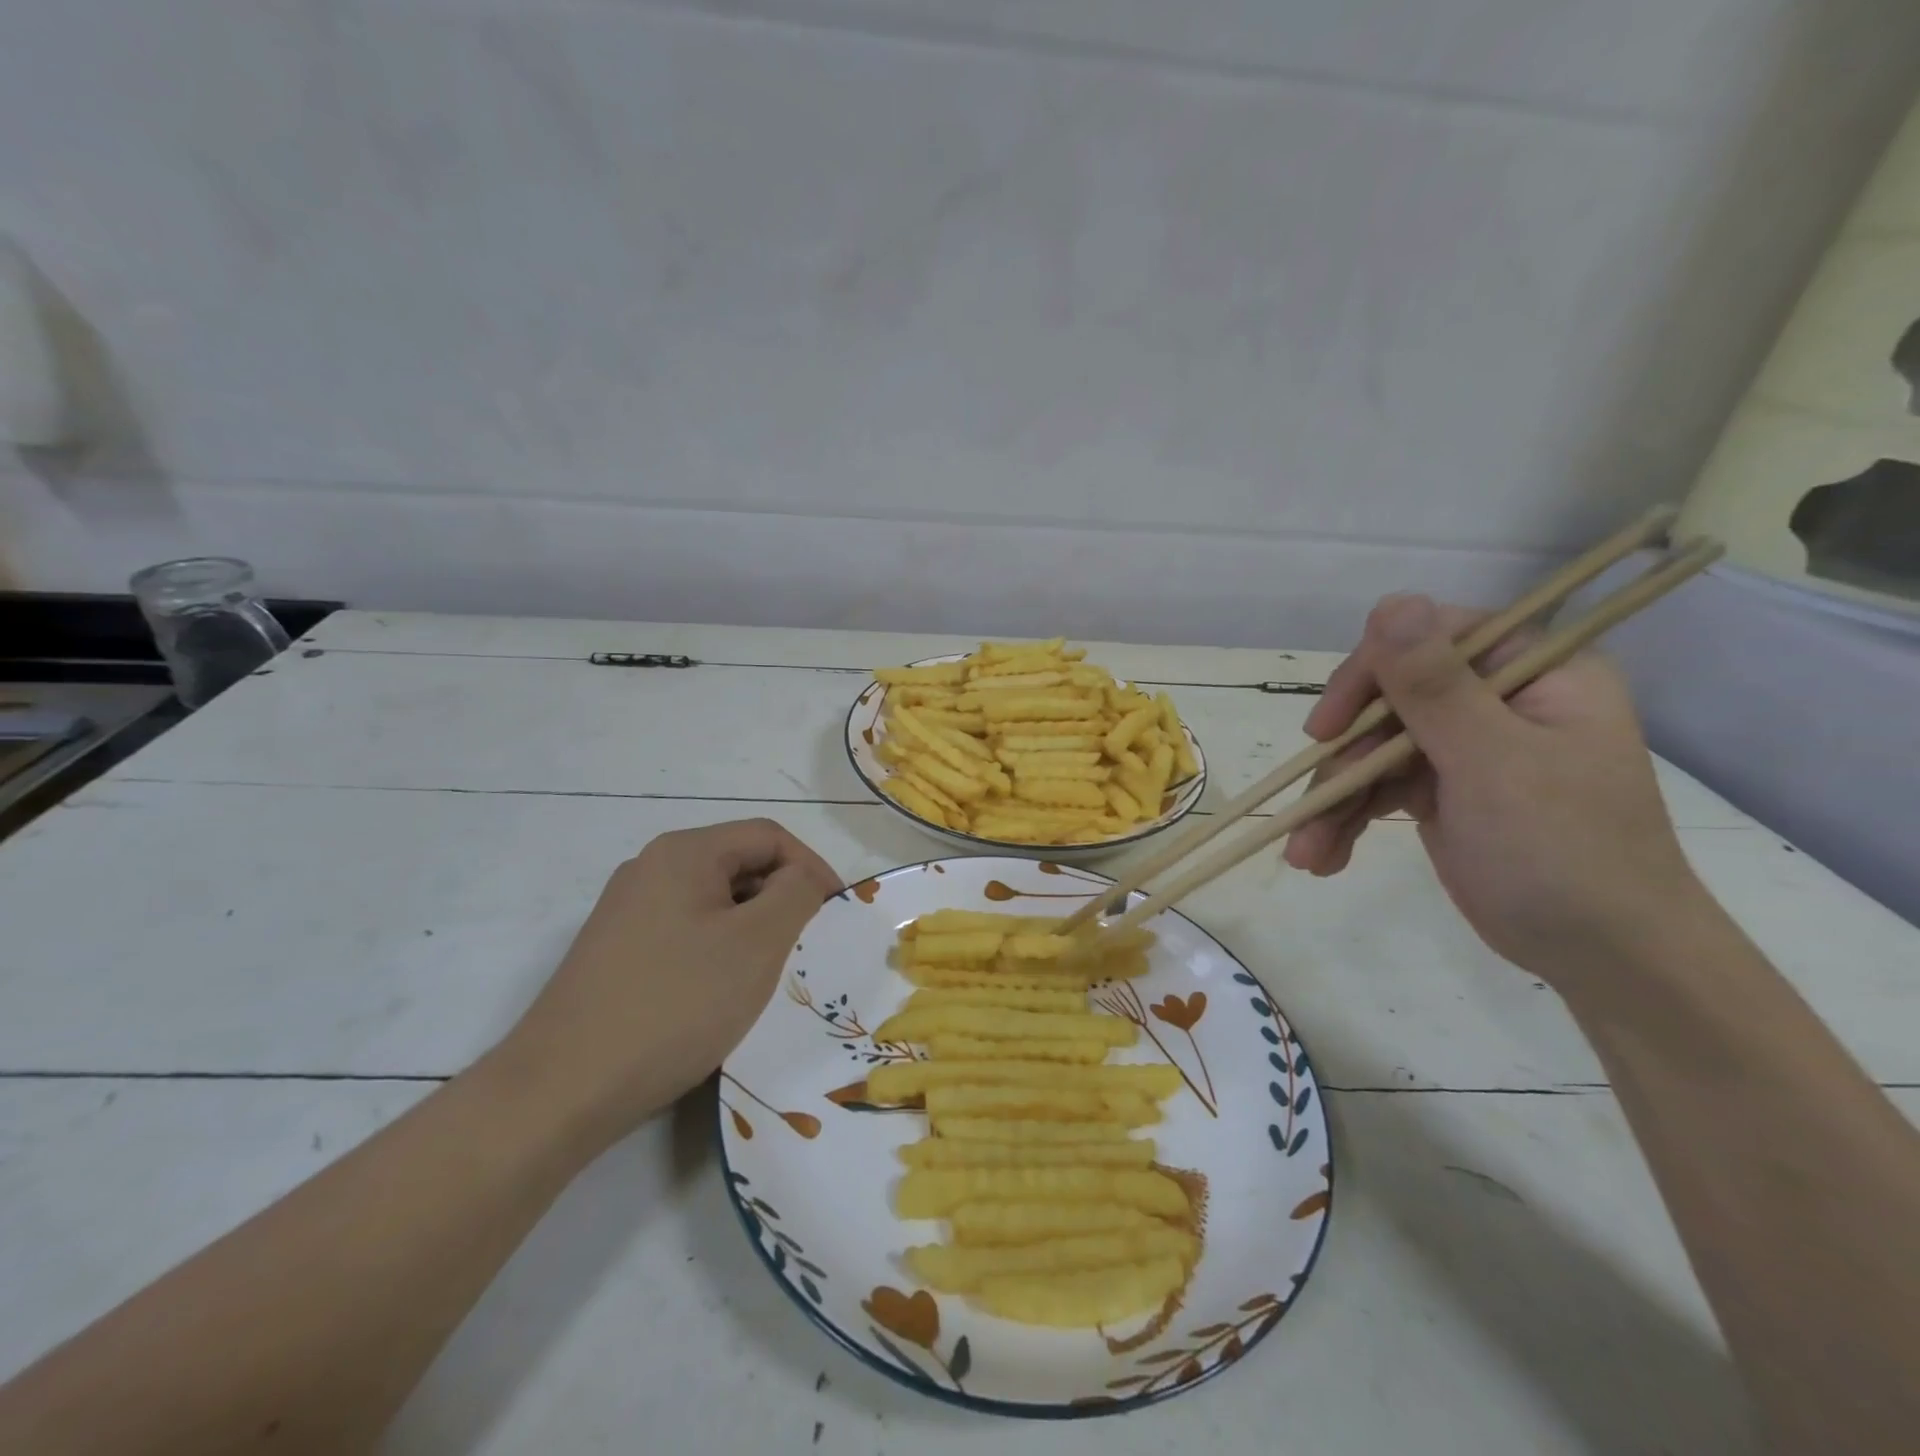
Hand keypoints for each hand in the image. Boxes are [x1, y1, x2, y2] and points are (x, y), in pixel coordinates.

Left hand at [491, 819, 839, 1146]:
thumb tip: (803, 877)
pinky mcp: (615, 952)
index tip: (836, 915)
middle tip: (807, 947)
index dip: (812, 867)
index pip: (769, 836)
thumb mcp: (757, 943)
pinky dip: (718, 951)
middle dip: (782, 899)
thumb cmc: (675, 1005)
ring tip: (769, 975)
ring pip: (713, 902)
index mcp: (684, 852)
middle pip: (739, 864)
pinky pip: (685, 933)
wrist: (561, 1090)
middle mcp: (650, 868)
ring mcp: (626, 912)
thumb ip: (797, 892)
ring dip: (752, 928)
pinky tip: (722, 995)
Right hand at [1283, 594, 1705, 988]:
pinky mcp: (1438, 790)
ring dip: (1333, 799)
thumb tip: (1390, 600)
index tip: (1329, 727)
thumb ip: (1435, 686)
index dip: (1369, 674)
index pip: (1429, 638)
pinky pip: (1375, 787)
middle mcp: (1494, 700)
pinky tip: (1324, 857)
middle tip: (1312, 803)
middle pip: (1387, 699)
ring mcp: (1463, 747)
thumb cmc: (1565, 853)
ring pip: (1370, 748)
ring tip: (1307, 851)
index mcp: (1533, 673)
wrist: (1603, 958)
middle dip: (1342, 757)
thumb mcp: (1494, 763)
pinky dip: (1346, 820)